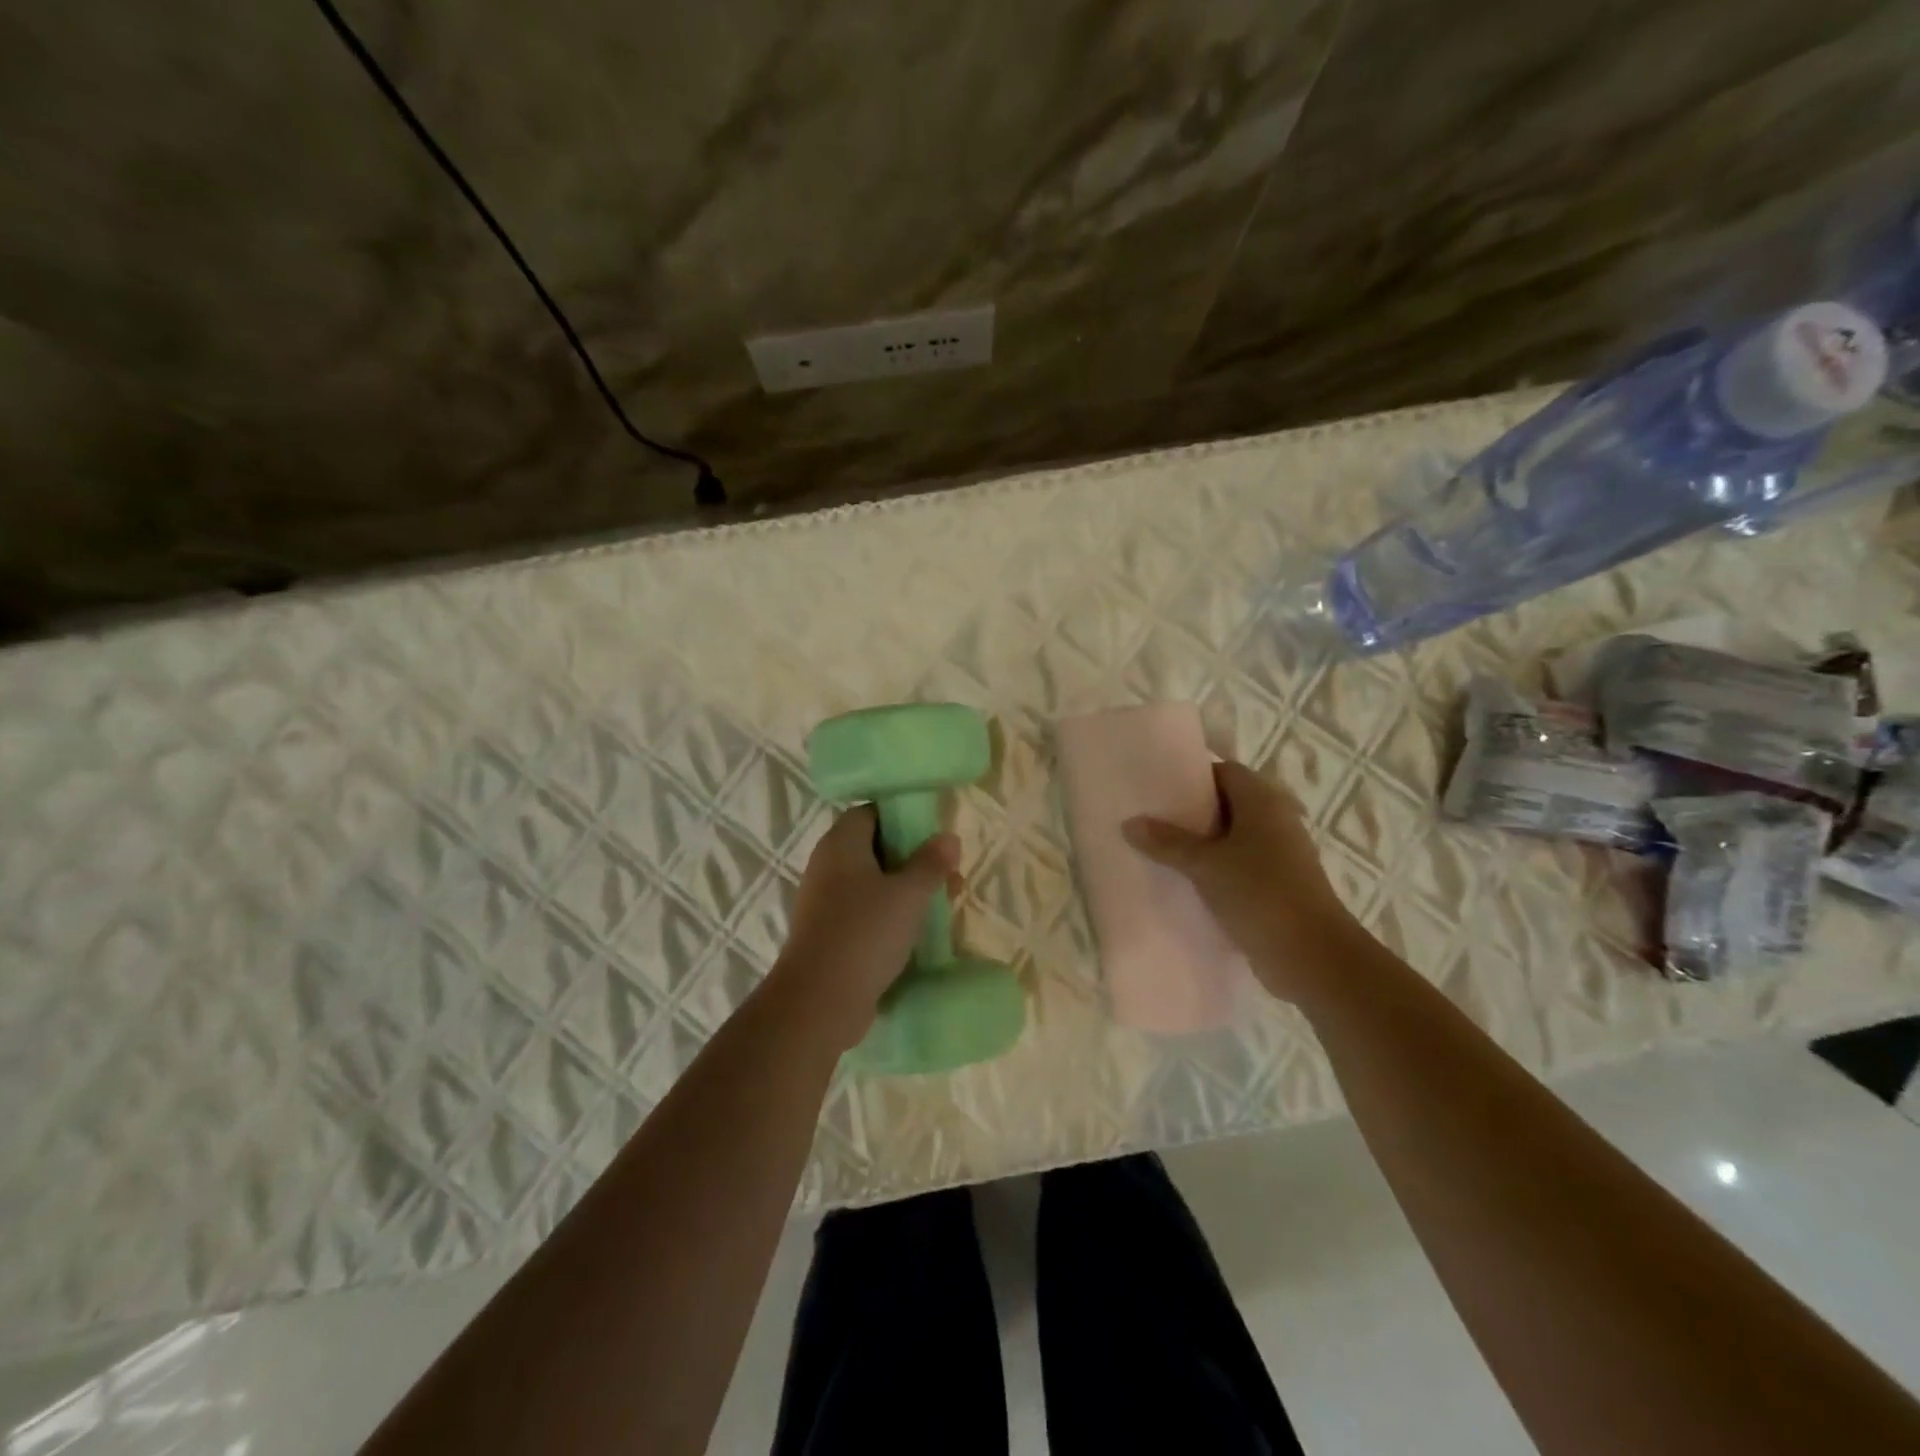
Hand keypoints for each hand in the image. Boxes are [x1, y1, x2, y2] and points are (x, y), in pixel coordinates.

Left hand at [769, 807, 959, 1048]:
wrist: (819, 1001)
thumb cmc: (865, 933)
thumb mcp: (909, 894)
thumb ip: (931, 863)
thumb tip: (948, 836)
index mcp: (841, 843)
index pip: (871, 812)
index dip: (903, 817)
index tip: (934, 833)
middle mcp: (828, 866)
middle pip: (875, 848)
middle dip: (914, 859)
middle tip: (948, 875)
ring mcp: (825, 902)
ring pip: (873, 883)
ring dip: (906, 891)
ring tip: (943, 906)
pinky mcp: (829, 933)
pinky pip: (865, 912)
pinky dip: (891, 916)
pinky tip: (918, 933)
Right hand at [1123, 760, 1365, 1003]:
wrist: (1313, 956)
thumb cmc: (1260, 894)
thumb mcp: (1205, 865)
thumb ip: (1167, 842)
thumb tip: (1129, 822)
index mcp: (1262, 801)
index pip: (1224, 771)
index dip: (1192, 776)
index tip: (1158, 788)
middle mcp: (1276, 819)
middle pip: (1228, 803)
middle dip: (1192, 811)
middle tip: (1152, 818)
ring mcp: (1281, 853)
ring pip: (1233, 836)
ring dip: (1203, 842)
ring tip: (1161, 849)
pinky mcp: (1279, 883)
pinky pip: (1241, 864)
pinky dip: (1217, 867)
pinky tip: (1187, 881)